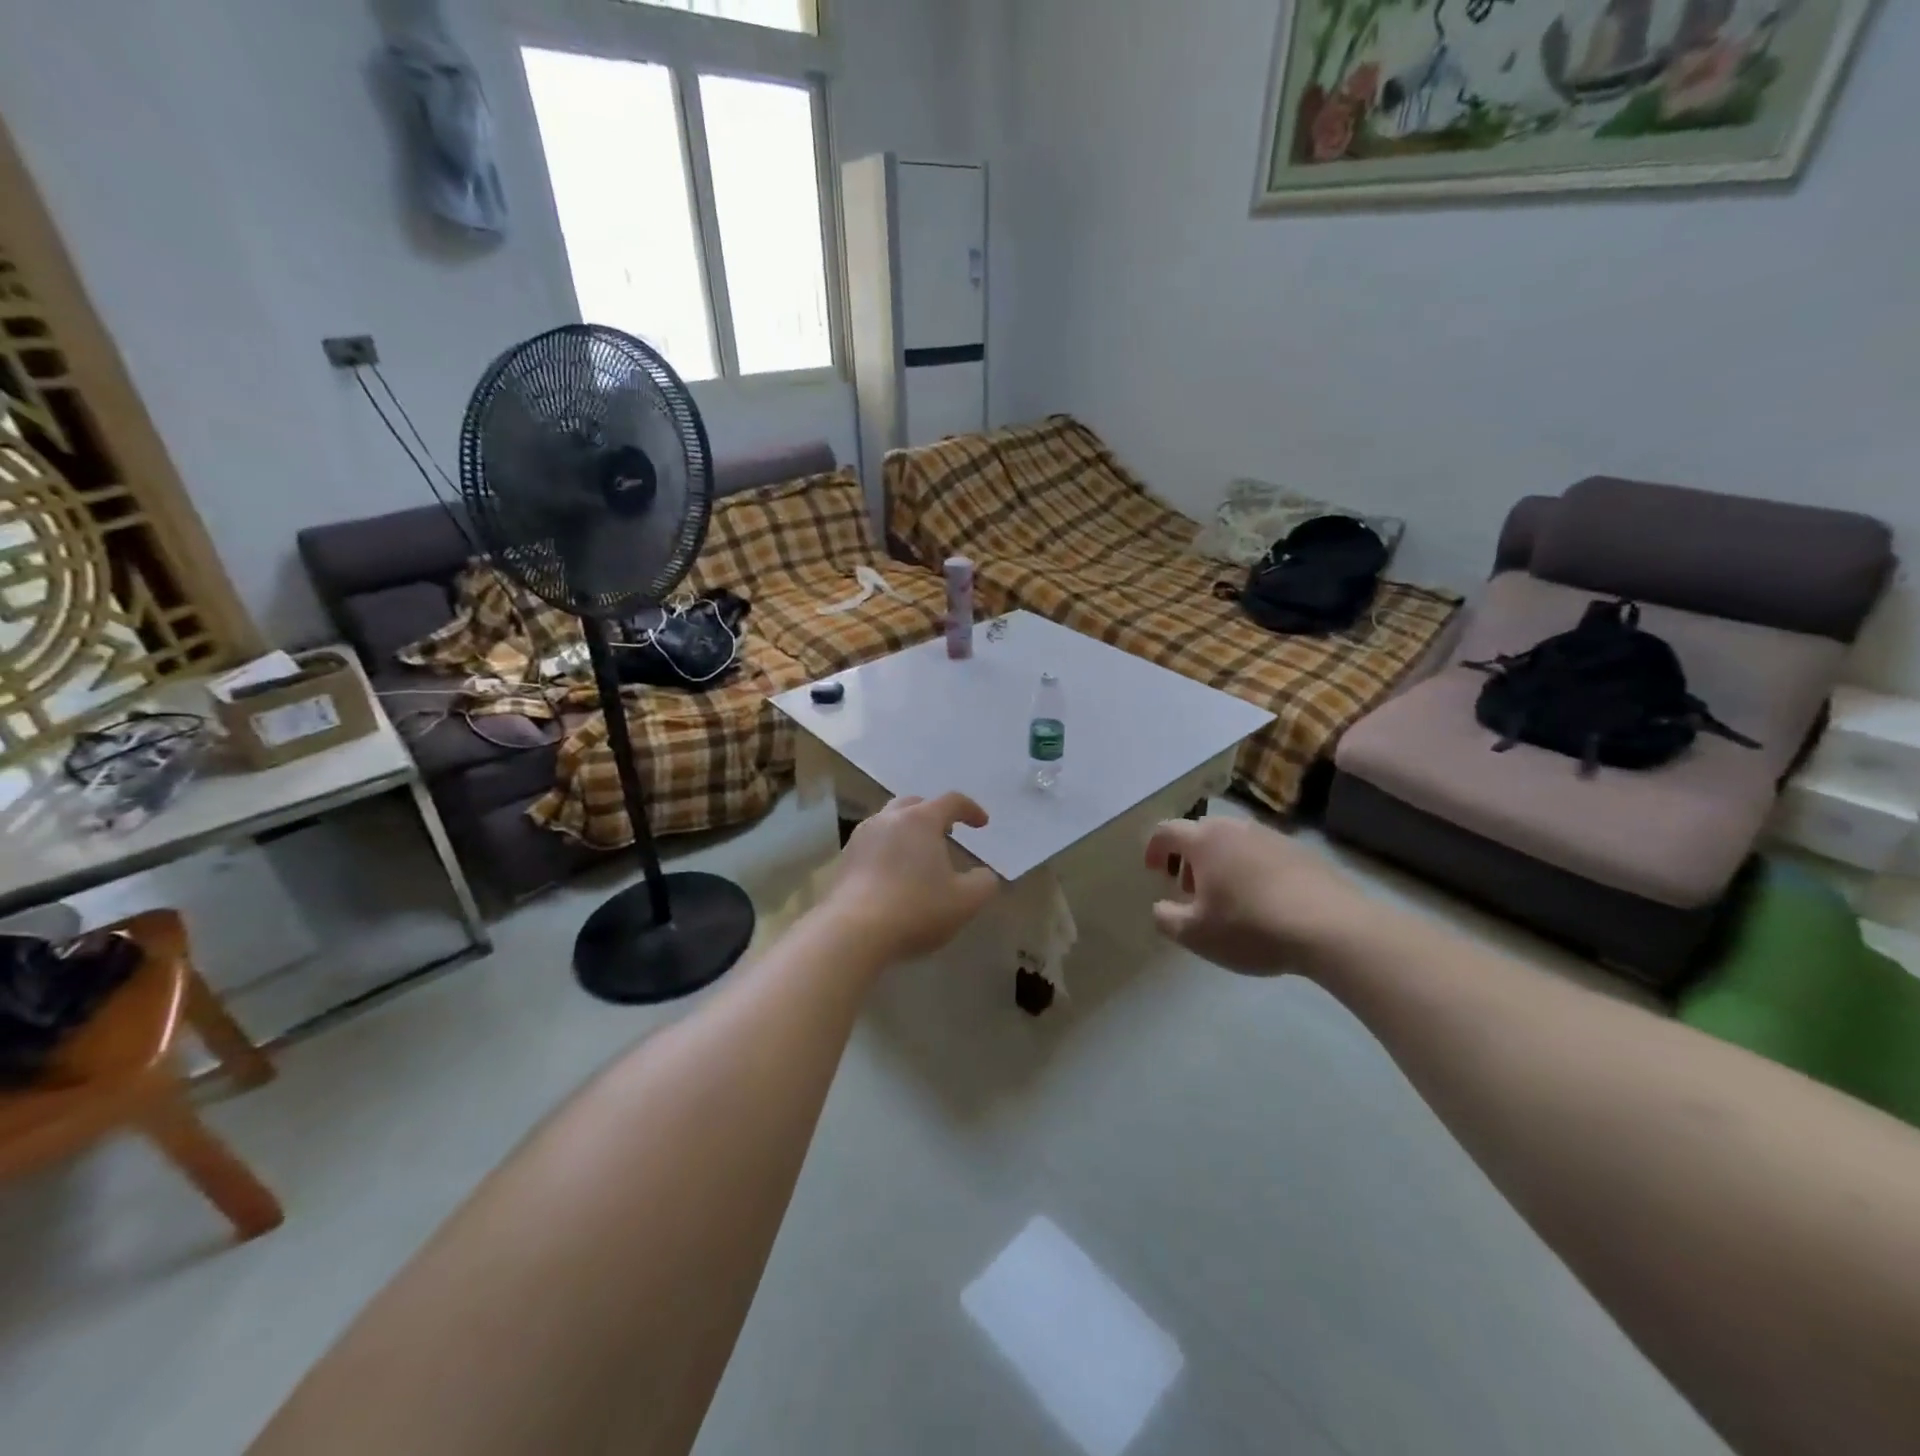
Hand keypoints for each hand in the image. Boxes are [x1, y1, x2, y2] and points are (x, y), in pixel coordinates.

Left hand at [823, 794, 1001, 965]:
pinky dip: (888, 850)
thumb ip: (983, 884)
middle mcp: (888, 819)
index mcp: (920, 820)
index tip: (982, 824)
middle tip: (947, 832)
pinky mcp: (844, 860)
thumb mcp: (965, 902)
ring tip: (919, 853)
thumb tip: (984, 875)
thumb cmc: (916, 909)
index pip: (951, 801)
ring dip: (907, 831)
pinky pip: (872, 844)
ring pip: (888, 822)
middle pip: (914, 804)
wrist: (853, 932)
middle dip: (934, 813)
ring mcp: (861, 838)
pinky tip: (893, 874)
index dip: (971, 809)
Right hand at [1143, 817, 1374, 976]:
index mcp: (1204, 840)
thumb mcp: (1195, 934)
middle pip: (1201, 833)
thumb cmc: (1251, 926)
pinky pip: (1263, 854)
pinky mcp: (1302, 852)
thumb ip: (1166, 918)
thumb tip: (1161, 907)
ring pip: (1234, 842)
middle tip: (1189, 889)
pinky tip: (1263, 901)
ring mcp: (1272, 836)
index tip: (1153, 871)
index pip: (1166, 831)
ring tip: (1227, 898)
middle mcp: (1235, 828)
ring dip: (1221, 863)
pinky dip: (1252, 869)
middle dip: (1188, 858)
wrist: (1332, 927)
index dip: (1154, 848)